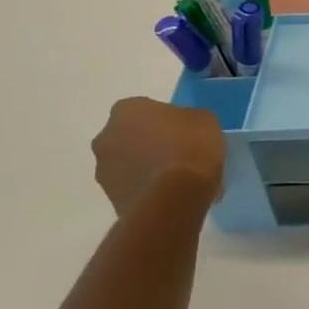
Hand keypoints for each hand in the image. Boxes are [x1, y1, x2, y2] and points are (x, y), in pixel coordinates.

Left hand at [91, 97, 226, 214]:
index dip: (164, 119)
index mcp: (126, 110)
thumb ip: (186, 120)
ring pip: (128, 163)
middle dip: (149, 143)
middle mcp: (106, 137)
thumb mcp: (204, 120)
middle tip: (178, 153)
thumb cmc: (190, 147)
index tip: (182, 130)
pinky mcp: (111, 199)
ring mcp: (104, 171)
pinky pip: (133, 187)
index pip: (144, 108)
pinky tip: (173, 195)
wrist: (175, 197)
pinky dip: (148, 188)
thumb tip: (182, 129)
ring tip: (178, 180)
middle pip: (130, 136)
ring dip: (146, 167)